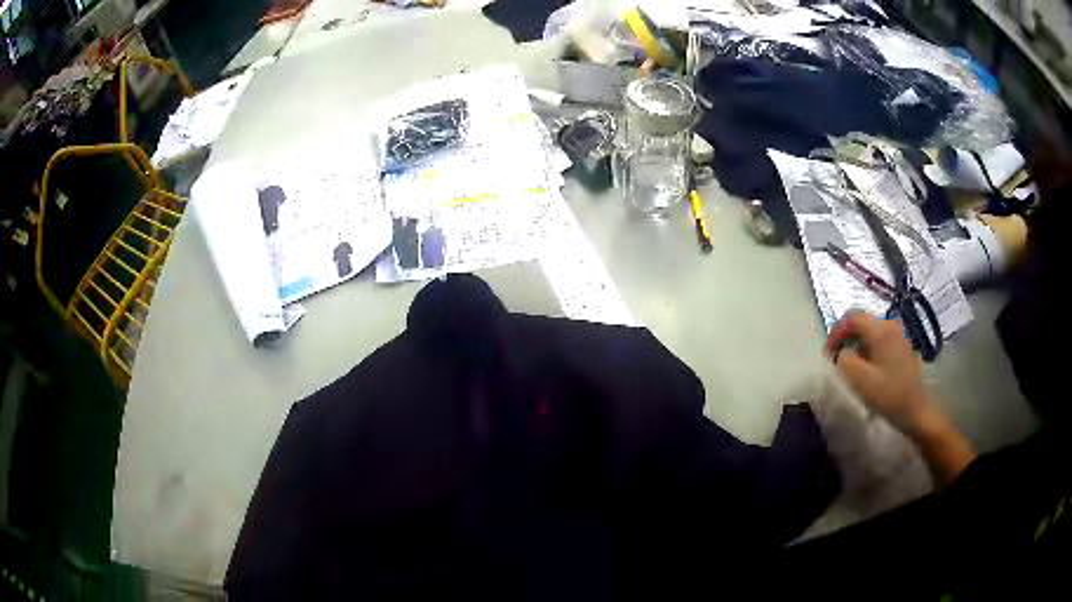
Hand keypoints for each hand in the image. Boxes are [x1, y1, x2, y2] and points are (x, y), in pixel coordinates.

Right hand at [824, 312, 936, 435]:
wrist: (917, 412)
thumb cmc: (889, 395)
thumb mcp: (860, 380)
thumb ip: (844, 361)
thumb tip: (841, 354)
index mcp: (881, 330)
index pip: (852, 318)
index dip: (835, 333)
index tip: (827, 354)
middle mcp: (891, 327)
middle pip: (862, 325)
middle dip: (846, 340)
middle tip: (835, 361)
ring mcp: (899, 338)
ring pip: (871, 335)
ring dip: (857, 348)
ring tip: (850, 369)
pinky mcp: (903, 351)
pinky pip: (880, 344)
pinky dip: (869, 353)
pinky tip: (867, 373)